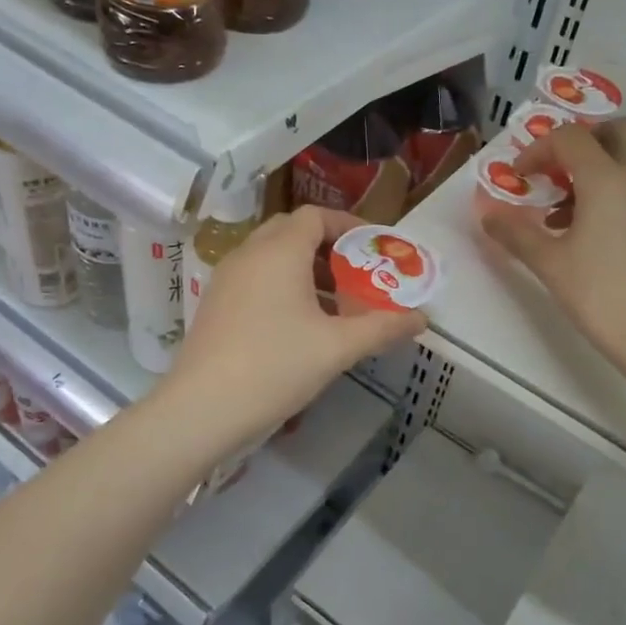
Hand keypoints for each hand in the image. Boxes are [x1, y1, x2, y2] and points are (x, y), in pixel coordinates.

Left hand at [159, 205, 426, 449]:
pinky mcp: (215, 303)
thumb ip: (382, 328)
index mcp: (279, 251)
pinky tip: (299, 323)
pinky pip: (255, 277)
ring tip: (335, 303)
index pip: (315, 216)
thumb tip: (423, 319)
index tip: (375, 248)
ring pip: (271, 256)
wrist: (202, 408)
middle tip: (356, 274)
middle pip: (292, 231)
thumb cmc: (275, 366)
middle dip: (328, 246)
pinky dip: (281, 285)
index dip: (348, 225)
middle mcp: (249, 253)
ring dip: (305, 268)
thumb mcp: (337, 347)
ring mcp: (226, 278)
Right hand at [480, 118, 625, 362]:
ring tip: (564, 211)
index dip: (538, 149)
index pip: (571, 138)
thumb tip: (488, 215)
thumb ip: (515, 233)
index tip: (519, 177)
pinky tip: (590, 233)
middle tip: (557, 169)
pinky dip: (614, 191)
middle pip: (620, 130)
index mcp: (607, 180)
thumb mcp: (548, 263)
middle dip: (585, 139)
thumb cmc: (599, 293)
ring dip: (599, 167)